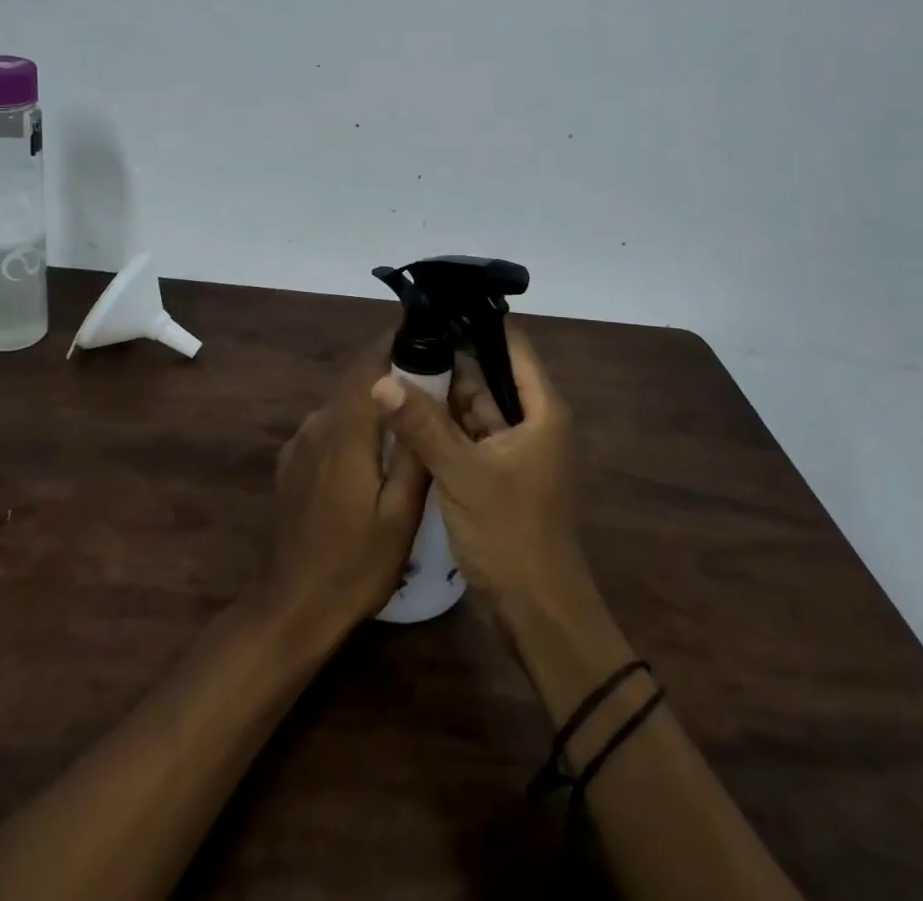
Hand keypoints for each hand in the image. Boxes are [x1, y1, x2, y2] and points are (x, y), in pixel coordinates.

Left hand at [259, 337, 430, 643]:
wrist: (292, 606)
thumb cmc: (355, 565)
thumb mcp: (402, 515)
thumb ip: (413, 450)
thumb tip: (423, 393)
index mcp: (346, 429)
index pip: (370, 362)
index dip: (398, 342)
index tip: (432, 338)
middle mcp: (318, 423)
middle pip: (359, 379)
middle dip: (395, 372)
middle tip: (437, 384)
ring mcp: (300, 442)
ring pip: (345, 403)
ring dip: (376, 402)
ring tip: (413, 419)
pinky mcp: (292, 462)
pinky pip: (330, 427)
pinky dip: (356, 426)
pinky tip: (375, 454)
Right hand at [372, 325, 586, 617]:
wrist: (537, 613)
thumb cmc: (510, 533)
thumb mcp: (462, 473)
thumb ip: (421, 425)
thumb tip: (381, 381)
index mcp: (541, 410)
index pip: (512, 346)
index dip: (477, 325)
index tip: (436, 309)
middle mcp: (532, 422)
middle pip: (490, 376)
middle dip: (449, 361)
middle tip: (403, 341)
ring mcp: (515, 450)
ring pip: (476, 408)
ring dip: (442, 396)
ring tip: (397, 370)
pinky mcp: (498, 474)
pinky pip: (469, 437)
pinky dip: (444, 427)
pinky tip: (408, 415)